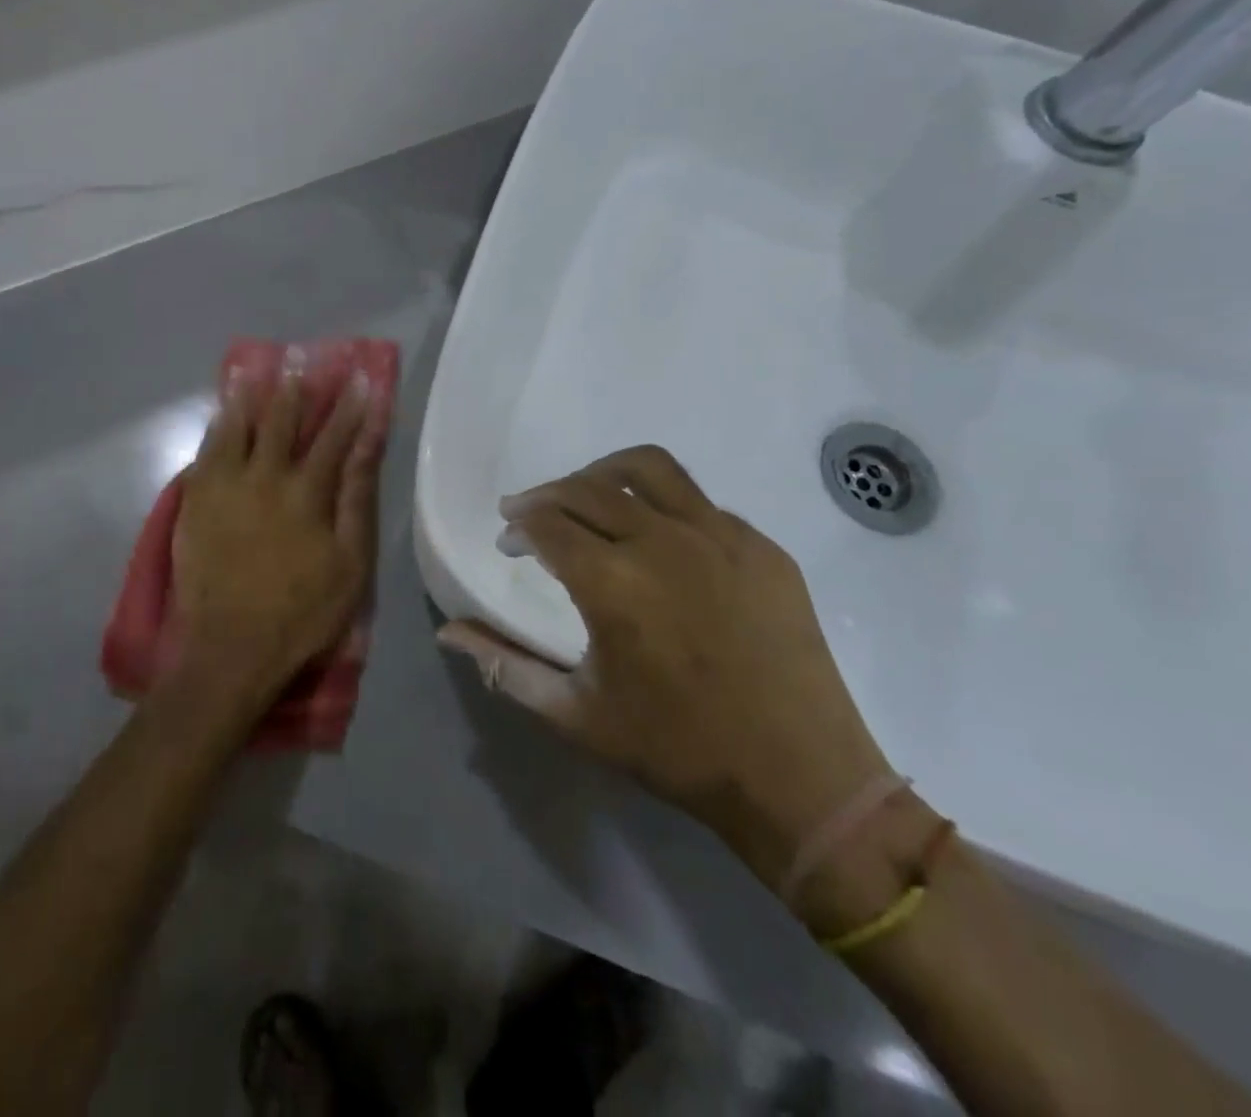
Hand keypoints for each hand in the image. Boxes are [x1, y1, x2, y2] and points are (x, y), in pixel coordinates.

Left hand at [169, 367, 382, 713]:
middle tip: (299, 359)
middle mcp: (263, 477)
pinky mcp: (195, 503)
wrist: (231, 648)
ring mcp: (224, 488)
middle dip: (294, 389)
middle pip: (281, 422)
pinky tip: (220, 416)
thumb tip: (366, 447)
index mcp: (306, 492)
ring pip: (236, 428)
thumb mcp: (349, 562)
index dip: (349, 407)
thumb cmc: (302, 611)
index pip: (333, 438)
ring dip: (248, 398)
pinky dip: (215, 429)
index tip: (360, 379)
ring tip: (252, 371)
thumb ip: (356, 499)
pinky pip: (205, 453)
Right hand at [440, 446, 892, 891]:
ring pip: (648, 469)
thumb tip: (448, 631)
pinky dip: (662, 505)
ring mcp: (721, 537)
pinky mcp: (762, 547)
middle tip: (532, 515)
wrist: (802, 780)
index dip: (519, 524)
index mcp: (613, 583)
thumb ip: (505, 667)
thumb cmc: (678, 750)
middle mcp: (663, 542)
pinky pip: (699, 502)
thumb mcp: (576, 716)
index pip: (547, 523)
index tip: (509, 540)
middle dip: (548, 495)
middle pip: (587, 488)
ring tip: (588, 496)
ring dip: (602, 474)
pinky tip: (659, 540)